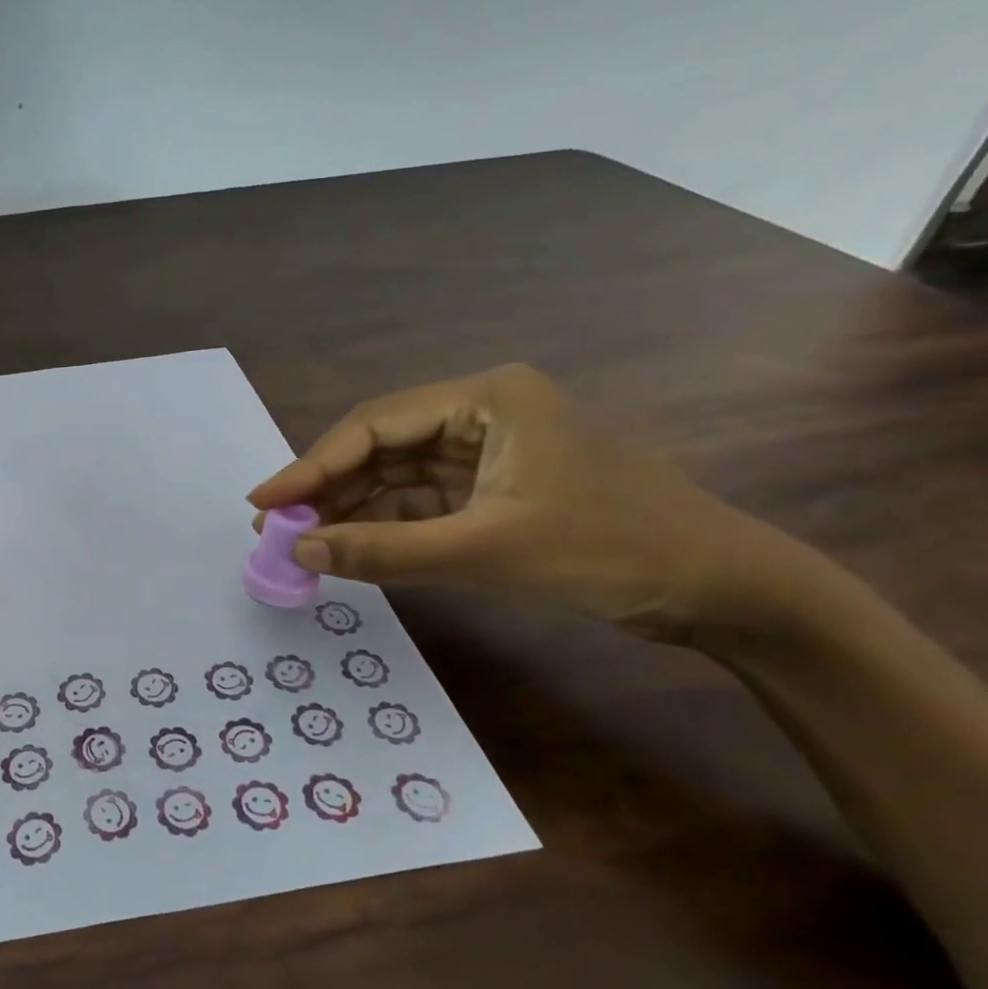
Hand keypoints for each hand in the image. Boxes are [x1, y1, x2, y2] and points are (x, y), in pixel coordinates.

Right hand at [248, 364, 775, 642]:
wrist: (725, 590)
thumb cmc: (613, 550)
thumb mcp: (488, 550)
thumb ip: (386, 550)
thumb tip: (300, 551)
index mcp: (487, 398)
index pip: (375, 425)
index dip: (311, 465)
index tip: (262, 504)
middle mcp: (482, 413)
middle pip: (381, 447)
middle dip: (327, 489)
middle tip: (275, 530)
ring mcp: (491, 452)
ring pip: (398, 476)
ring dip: (352, 509)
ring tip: (302, 543)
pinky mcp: (498, 489)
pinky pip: (423, 501)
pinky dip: (387, 524)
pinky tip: (351, 545)